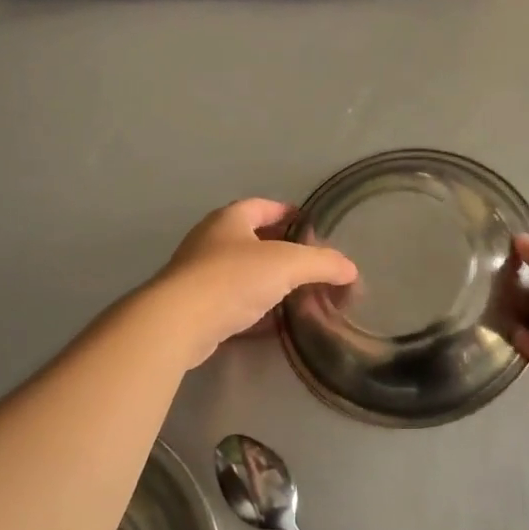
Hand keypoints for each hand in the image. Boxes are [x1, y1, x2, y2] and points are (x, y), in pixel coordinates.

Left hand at [150, 198, 357, 369]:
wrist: (178, 323)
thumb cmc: (233, 278)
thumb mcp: (288, 264)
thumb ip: (323, 263)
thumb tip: (350, 269)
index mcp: (230, 219)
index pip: (263, 206)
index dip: (288, 213)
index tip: (312, 226)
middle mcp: (211, 241)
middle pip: (253, 239)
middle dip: (282, 249)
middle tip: (311, 264)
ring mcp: (199, 275)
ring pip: (243, 273)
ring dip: (269, 281)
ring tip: (299, 293)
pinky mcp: (196, 308)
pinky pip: (234, 302)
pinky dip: (256, 309)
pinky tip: (275, 322)